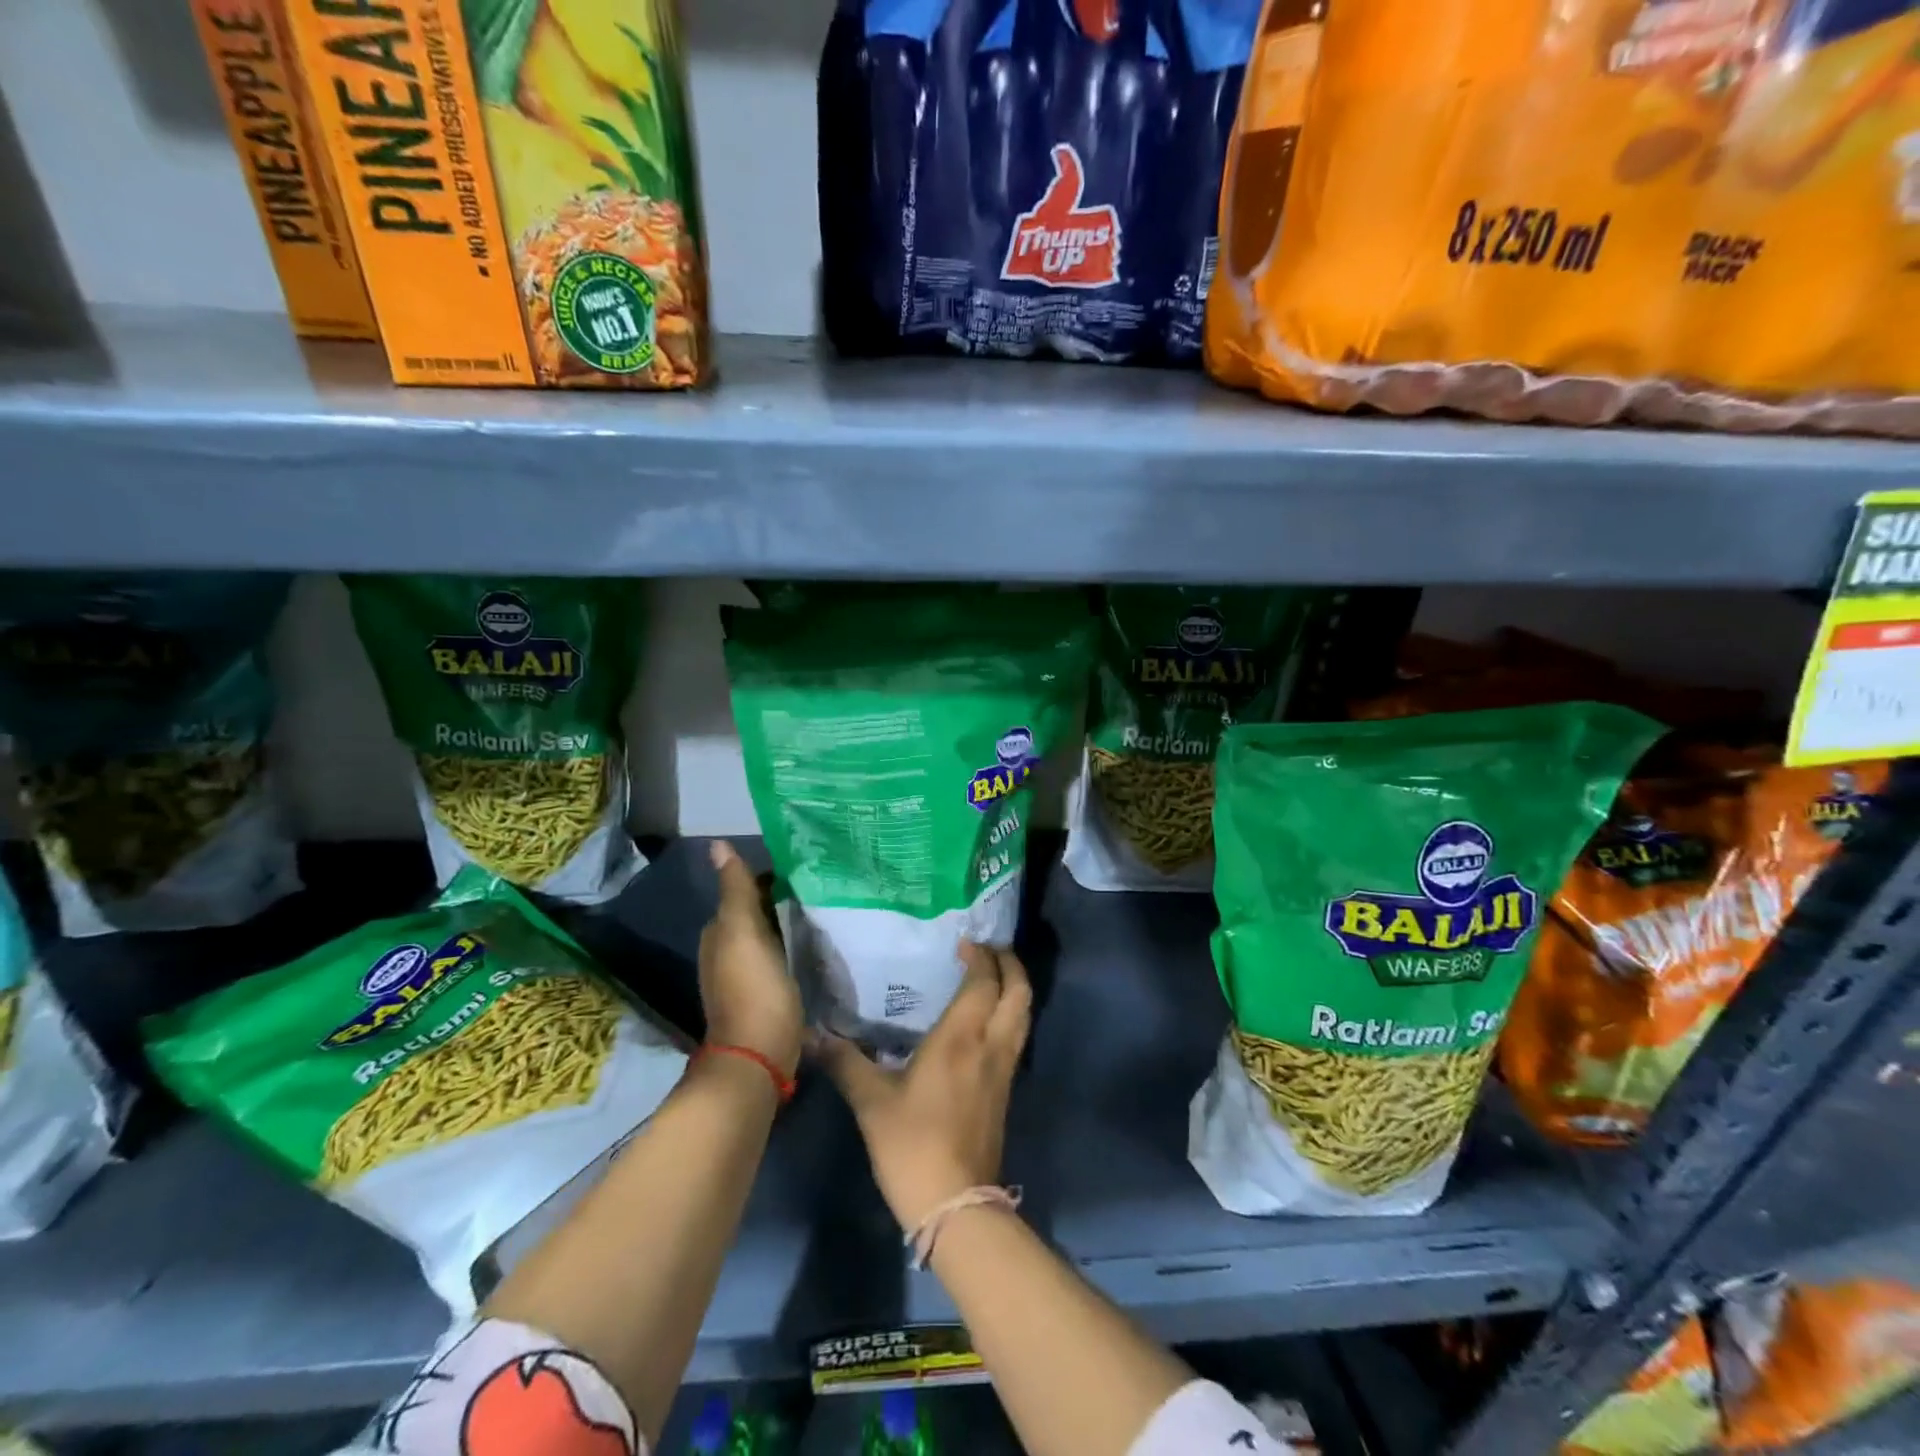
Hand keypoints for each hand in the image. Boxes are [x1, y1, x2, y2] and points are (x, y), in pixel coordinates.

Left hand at [699, 840, 802, 1079]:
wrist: (759, 1057)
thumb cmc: (752, 989)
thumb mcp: (743, 932)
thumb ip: (735, 890)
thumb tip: (717, 844)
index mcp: (720, 933)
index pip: (746, 890)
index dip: (772, 876)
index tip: (807, 865)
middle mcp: (728, 951)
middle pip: (759, 913)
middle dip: (785, 898)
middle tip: (825, 884)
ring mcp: (748, 976)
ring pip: (772, 935)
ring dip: (792, 922)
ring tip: (829, 908)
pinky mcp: (768, 995)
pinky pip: (782, 958)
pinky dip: (796, 946)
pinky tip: (820, 944)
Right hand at [815, 942, 1031, 1230]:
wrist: (956, 1203)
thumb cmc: (912, 1144)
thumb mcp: (871, 1102)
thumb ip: (845, 1062)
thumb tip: (812, 1034)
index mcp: (962, 1036)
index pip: (984, 981)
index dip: (980, 956)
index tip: (963, 942)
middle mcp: (991, 1044)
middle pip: (1019, 991)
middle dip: (1010, 963)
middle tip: (989, 949)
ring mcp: (1004, 1068)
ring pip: (1024, 1014)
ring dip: (1015, 987)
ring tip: (993, 975)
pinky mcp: (1006, 1089)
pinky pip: (1017, 1036)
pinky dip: (1011, 1014)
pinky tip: (988, 1020)